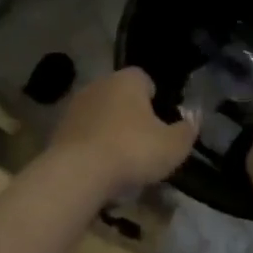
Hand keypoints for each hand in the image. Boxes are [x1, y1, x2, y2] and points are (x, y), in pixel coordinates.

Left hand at [46, 67, 197, 198]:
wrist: (78, 173)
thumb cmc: (132, 151)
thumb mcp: (173, 146)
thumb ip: (187, 130)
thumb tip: (194, 118)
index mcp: (128, 79)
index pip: (146, 80)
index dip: (156, 101)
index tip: (161, 126)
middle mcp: (99, 84)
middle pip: (121, 97)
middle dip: (132, 116)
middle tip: (144, 145)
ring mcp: (75, 105)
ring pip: (101, 115)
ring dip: (110, 131)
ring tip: (122, 161)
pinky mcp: (59, 129)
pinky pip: (84, 134)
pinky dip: (93, 146)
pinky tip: (100, 168)